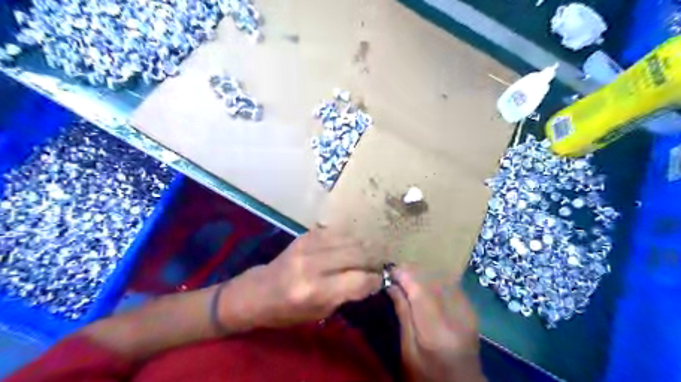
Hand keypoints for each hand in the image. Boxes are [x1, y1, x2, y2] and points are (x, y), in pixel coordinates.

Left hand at [222, 228, 384, 328]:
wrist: (258, 292)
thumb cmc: (287, 311)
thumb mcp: (319, 313)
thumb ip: (346, 295)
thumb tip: (370, 279)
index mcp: (316, 291)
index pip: (359, 279)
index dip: (375, 279)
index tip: (380, 279)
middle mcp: (313, 265)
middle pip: (357, 254)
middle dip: (372, 260)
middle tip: (376, 265)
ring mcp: (308, 246)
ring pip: (349, 239)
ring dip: (362, 247)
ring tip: (366, 255)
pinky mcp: (305, 236)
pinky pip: (335, 232)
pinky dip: (346, 239)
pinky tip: (348, 246)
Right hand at [388, 267, 483, 380]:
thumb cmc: (428, 376)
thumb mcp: (408, 351)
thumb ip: (402, 315)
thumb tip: (391, 285)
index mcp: (437, 331)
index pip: (420, 290)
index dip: (404, 275)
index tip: (388, 270)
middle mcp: (457, 316)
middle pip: (432, 280)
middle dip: (412, 271)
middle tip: (394, 272)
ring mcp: (468, 311)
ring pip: (442, 278)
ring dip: (422, 273)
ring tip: (406, 276)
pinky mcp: (471, 309)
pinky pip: (450, 283)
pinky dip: (435, 279)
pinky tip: (424, 283)